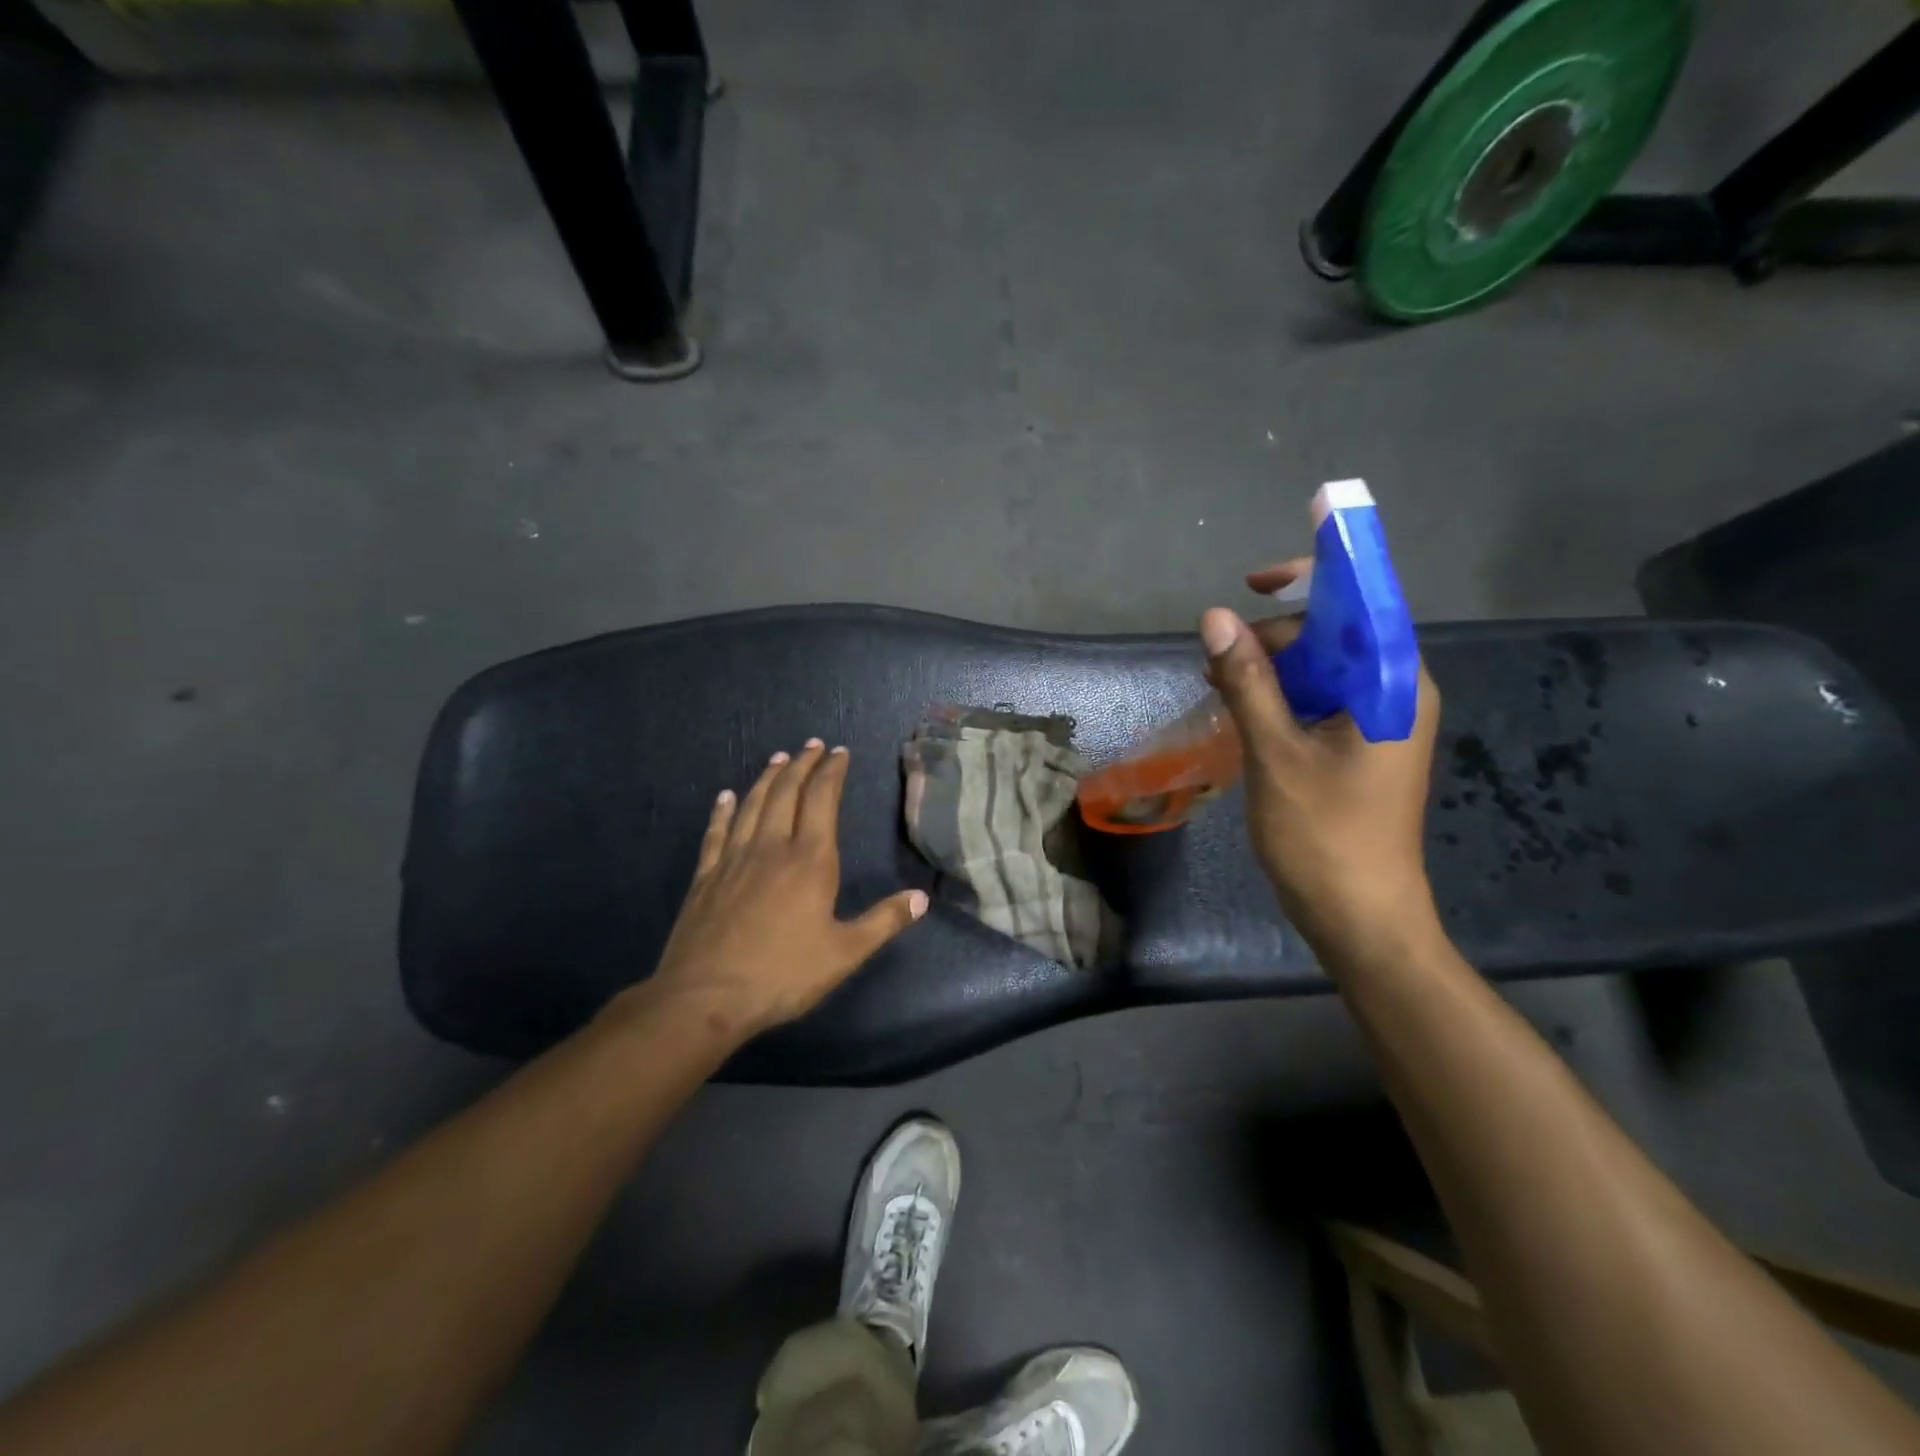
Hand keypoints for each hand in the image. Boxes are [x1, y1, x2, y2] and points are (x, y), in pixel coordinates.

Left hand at [635, 740, 927, 1040]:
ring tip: (778, 759)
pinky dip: (722, 810)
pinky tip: (725, 796)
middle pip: (786, 793)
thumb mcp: (844, 954)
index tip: (839, 752)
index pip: (823, 800)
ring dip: (767, 778)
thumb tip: (921, 898)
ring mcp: (734, 859)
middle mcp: (771, 848)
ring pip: (752, 805)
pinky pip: (716, 832)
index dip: (831, 772)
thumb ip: (883, 922)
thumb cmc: (783, 975)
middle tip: (811, 745)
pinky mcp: (706, 877)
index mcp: (810, 861)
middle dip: (802, 765)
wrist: (705, 998)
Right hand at [1201, 560, 1443, 965]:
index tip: (1255, 582)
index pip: (1364, 603)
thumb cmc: (1324, 836)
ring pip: (1323, 669)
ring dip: (1272, 667)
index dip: (1315, 577)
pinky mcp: (1360, 748)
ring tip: (1218, 686)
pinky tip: (1240, 712)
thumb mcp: (1276, 752)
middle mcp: (1396, 693)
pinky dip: (1280, 696)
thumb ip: (1248, 681)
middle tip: (1218, 660)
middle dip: (1277, 634)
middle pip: (1338, 634)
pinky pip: (1320, 700)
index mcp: (1393, 685)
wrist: (1361, 919)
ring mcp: (1380, 723)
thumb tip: (1214, 617)